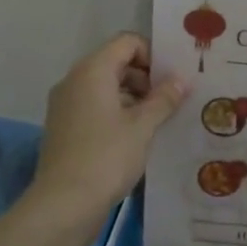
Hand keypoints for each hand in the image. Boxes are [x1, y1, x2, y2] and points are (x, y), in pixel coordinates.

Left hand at [31, 33, 186, 219]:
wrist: (64, 203)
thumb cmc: (107, 157)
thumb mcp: (143, 127)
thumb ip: (164, 99)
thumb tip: (182, 79)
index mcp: (92, 71)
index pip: (126, 42)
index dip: (153, 54)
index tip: (173, 79)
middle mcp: (74, 81)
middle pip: (115, 63)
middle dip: (145, 77)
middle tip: (172, 101)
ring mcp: (65, 105)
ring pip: (105, 87)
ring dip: (133, 98)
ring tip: (159, 121)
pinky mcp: (64, 128)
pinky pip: (94, 107)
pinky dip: (116, 113)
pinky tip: (137, 137)